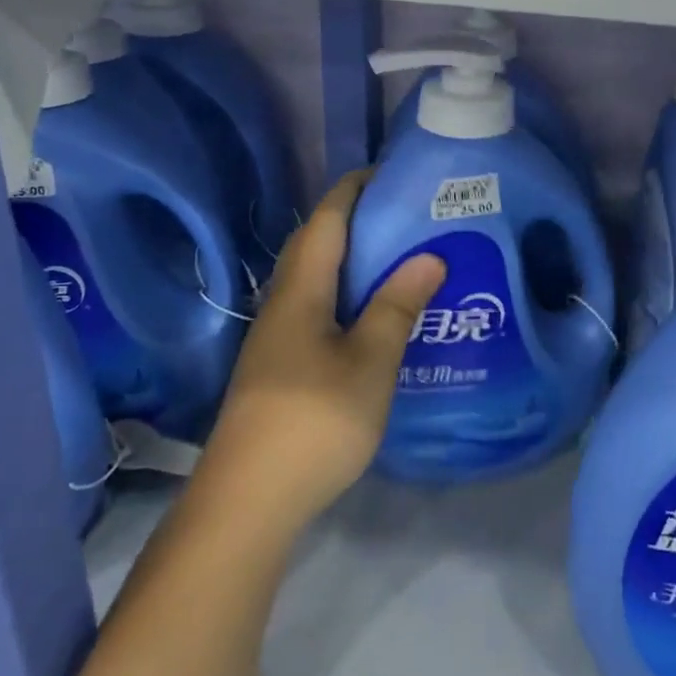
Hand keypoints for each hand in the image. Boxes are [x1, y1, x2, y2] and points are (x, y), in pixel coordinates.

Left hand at [196, 171, 444, 543]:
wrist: (247, 500)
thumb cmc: (314, 420)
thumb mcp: (369, 363)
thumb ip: (396, 307)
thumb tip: (428, 256)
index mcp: (301, 290)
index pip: (326, 219)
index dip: (354, 189)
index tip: (392, 174)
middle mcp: (282, 303)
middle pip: (315, 244)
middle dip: (355, 219)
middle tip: (406, 216)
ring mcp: (275, 337)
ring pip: (314, 279)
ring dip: (350, 259)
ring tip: (397, 258)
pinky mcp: (278, 366)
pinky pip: (314, 308)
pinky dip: (344, 294)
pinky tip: (371, 315)